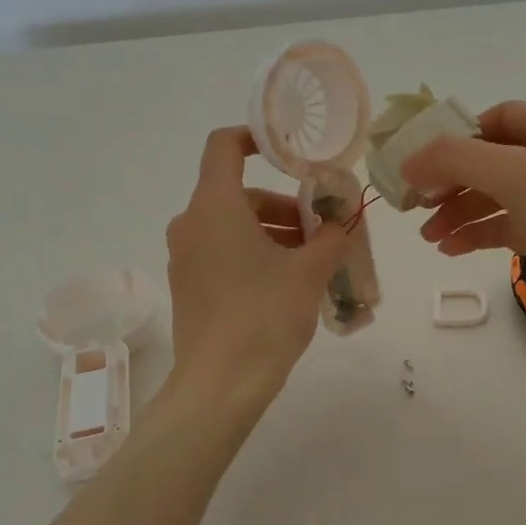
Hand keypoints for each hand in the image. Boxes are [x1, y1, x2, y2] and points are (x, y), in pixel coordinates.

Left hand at [165, 128, 349, 407]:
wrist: (219, 386)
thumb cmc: (264, 316)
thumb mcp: (309, 272)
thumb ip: (331, 237)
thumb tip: (340, 223)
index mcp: (214, 207)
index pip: (224, 146)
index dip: (257, 138)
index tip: (292, 154)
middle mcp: (191, 224)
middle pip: (238, 193)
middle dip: (283, 206)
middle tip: (321, 230)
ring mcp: (184, 257)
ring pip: (232, 226)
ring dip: (272, 232)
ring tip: (312, 261)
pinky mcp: (187, 285)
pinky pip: (222, 252)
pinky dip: (253, 253)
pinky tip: (286, 283)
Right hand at [402, 102, 525, 337]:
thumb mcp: (513, 174)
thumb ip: (455, 160)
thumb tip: (409, 163)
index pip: (497, 117)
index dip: (458, 135)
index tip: (424, 160)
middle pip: (490, 159)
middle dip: (451, 181)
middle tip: (416, 204)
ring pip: (496, 196)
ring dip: (459, 212)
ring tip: (428, 236)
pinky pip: (507, 225)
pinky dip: (478, 234)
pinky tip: (451, 249)